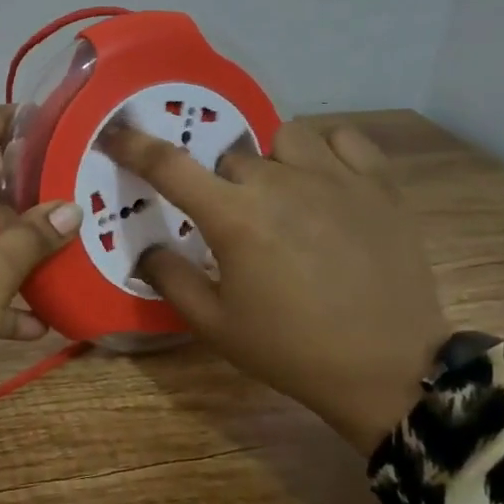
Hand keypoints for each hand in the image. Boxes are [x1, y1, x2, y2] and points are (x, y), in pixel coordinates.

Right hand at [101, 117, 448, 454]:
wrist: (389, 370)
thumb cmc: (291, 350)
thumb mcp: (215, 325)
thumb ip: (171, 280)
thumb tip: (148, 248)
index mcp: (234, 218)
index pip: (169, 165)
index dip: (134, 145)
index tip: (114, 133)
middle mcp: (280, 183)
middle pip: (231, 158)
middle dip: (223, 185)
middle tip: (236, 224)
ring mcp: (335, 178)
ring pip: (284, 139)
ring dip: (272, 162)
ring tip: (284, 196)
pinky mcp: (380, 184)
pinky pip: (343, 138)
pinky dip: (326, 150)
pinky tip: (326, 181)